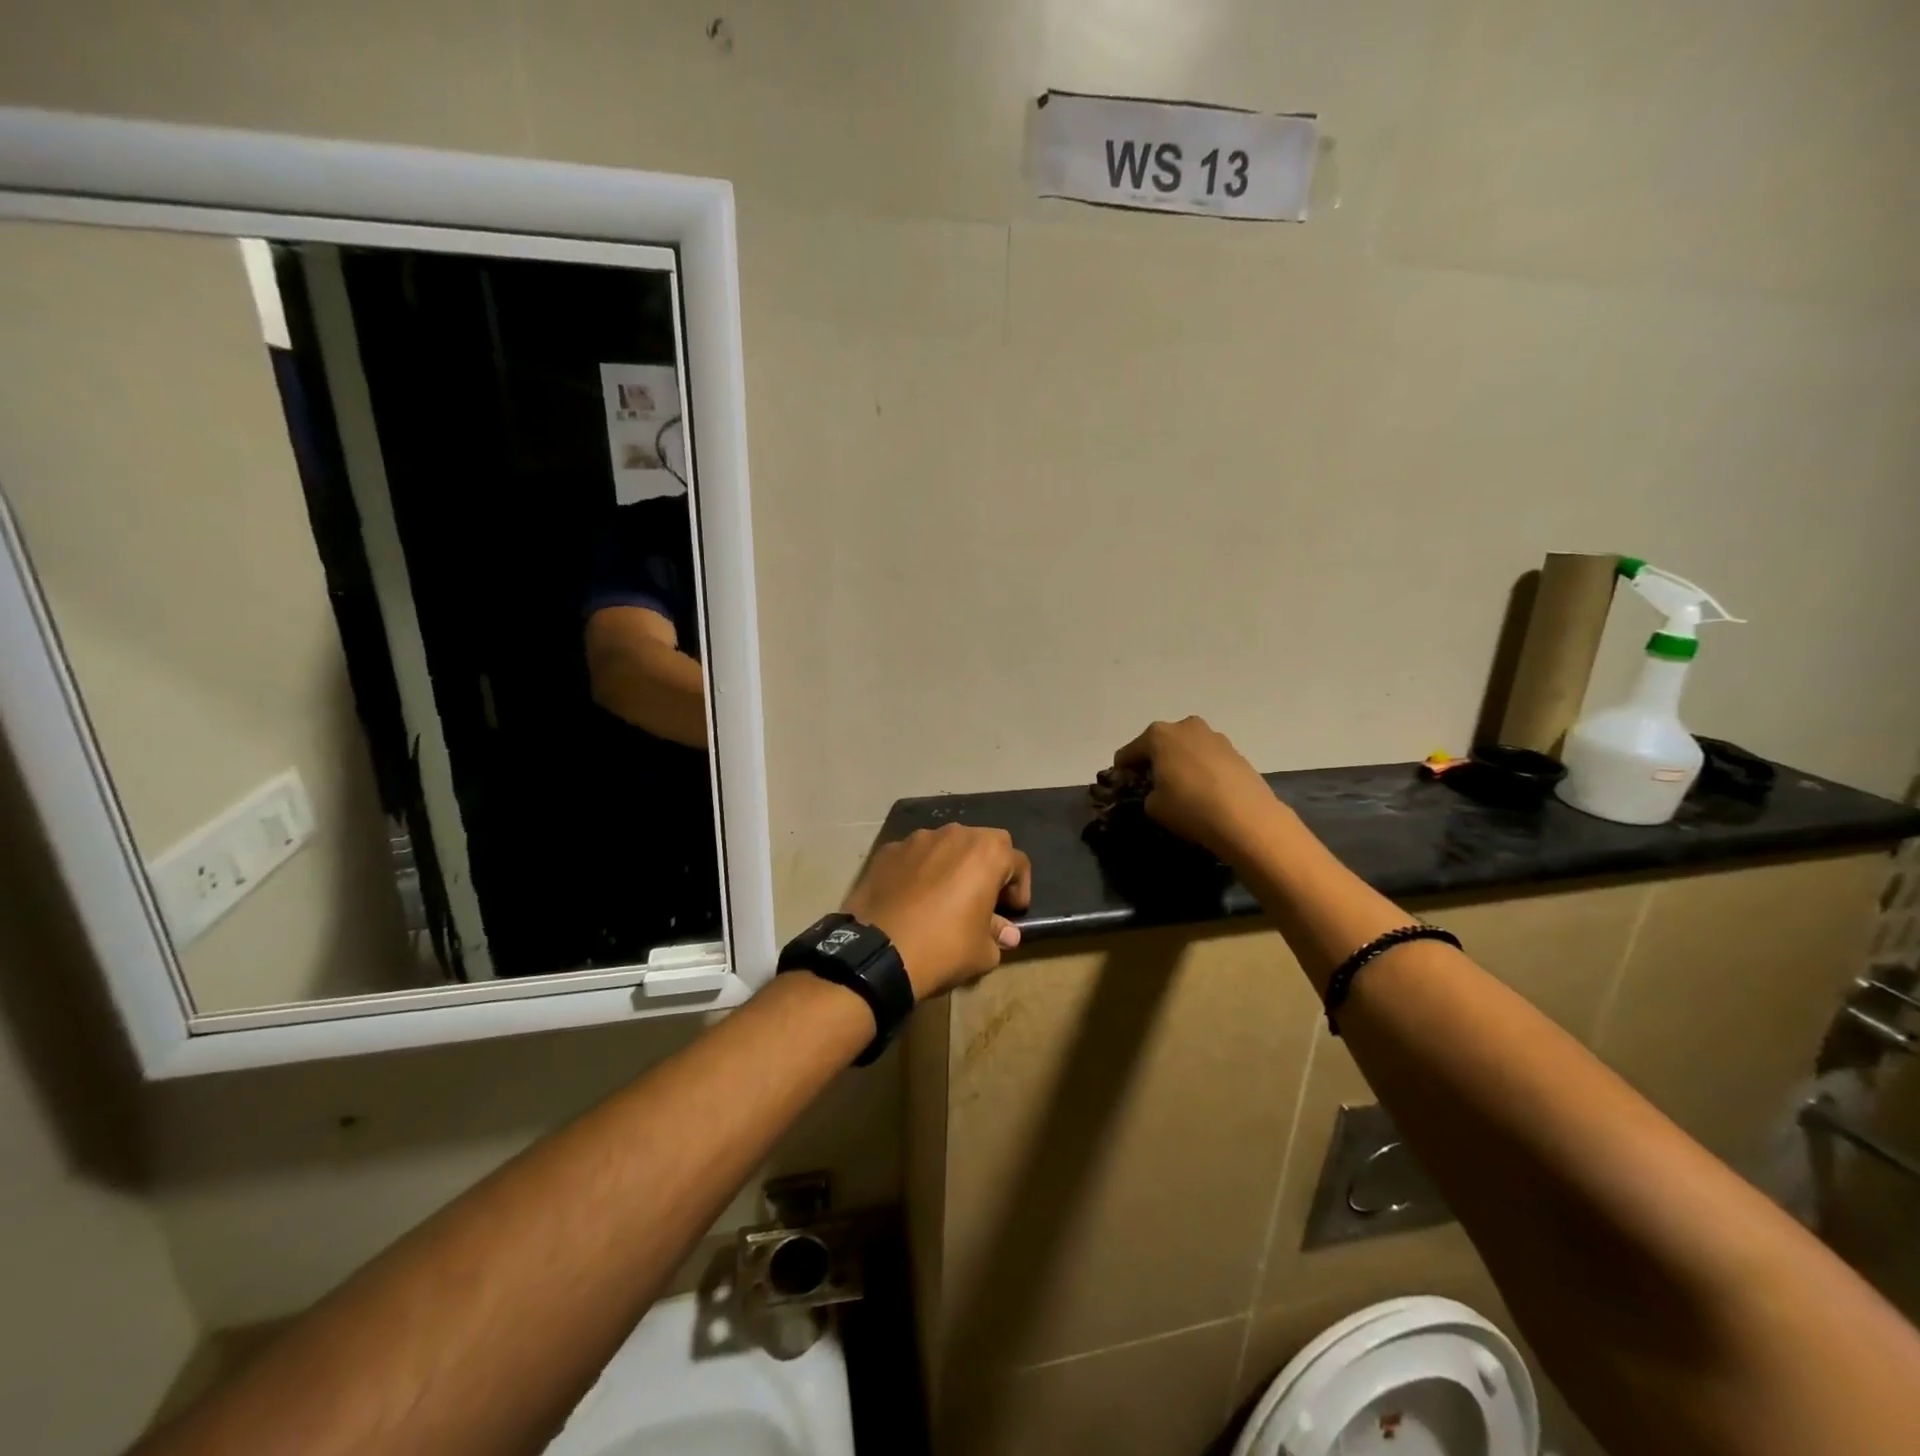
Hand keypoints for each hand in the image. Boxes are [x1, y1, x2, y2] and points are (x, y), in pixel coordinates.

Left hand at [843, 825, 1032, 1000]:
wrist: (878, 952)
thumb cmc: (943, 948)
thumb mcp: (983, 952)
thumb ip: (998, 935)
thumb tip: (1006, 933)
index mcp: (987, 853)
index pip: (1018, 862)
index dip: (1020, 889)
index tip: (1012, 912)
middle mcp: (954, 834)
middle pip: (982, 844)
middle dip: (987, 867)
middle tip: (982, 899)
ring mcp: (917, 839)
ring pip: (946, 846)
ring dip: (952, 866)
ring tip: (943, 898)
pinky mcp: (888, 850)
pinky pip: (914, 857)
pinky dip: (919, 871)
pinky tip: (912, 898)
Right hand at [1113, 716, 1284, 858]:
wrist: (1246, 818)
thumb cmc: (1190, 807)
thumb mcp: (1153, 806)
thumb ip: (1147, 793)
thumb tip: (1157, 791)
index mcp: (1158, 735)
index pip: (1128, 752)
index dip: (1122, 771)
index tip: (1124, 788)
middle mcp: (1185, 726)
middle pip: (1158, 743)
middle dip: (1153, 761)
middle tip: (1153, 786)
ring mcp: (1213, 736)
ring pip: (1185, 748)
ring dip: (1179, 763)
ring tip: (1182, 789)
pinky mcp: (1235, 750)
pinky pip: (1206, 757)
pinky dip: (1200, 769)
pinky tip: (1204, 791)